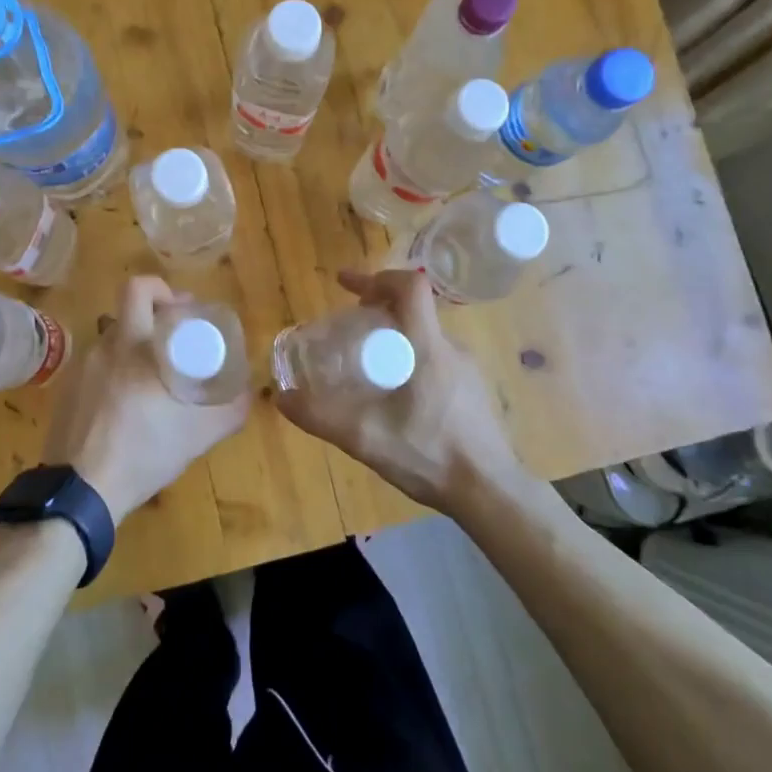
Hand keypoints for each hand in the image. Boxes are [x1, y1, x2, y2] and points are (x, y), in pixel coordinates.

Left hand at [42, 276, 249, 521]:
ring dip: (133, 350)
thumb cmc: (143, 451)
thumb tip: (249, 392)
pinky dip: (113, 375)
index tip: (182, 311)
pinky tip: (125, 406)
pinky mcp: (64, 393)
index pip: (139, 289)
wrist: (80, 491)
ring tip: (152, 380)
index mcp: (132, 345)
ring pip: (110, 342)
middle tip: (173, 340)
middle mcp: (102, 347)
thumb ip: (230, 409)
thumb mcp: (198, 434)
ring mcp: (78, 370)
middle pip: (125, 312)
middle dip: (151, 318)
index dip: (162, 290)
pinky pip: (95, 369)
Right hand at [276, 268, 520, 515]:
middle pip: (413, 311)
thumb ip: (321, 416)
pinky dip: (411, 360)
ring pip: (425, 337)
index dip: (376, 278)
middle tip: (348, 330)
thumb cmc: (430, 455)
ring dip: (394, 338)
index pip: (410, 287)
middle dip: (377, 310)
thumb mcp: (365, 438)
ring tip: (367, 366)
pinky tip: (396, 398)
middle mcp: (451, 349)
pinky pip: (437, 360)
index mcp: (428, 347)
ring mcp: (468, 371)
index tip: (346, 286)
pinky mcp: (474, 391)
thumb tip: (281, 397)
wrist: (491, 493)